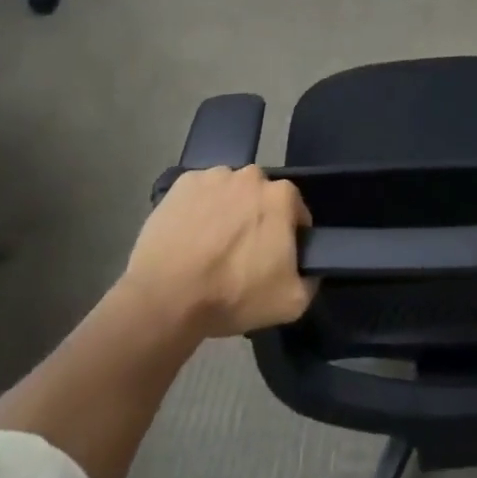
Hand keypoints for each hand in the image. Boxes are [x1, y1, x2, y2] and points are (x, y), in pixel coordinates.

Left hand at [119, 166, 315, 338]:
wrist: (166, 298)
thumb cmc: (233, 295)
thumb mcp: (291, 302)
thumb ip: (311, 279)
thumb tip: (310, 269)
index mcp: (281, 196)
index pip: (295, 212)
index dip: (288, 236)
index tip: (274, 259)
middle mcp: (250, 175)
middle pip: (261, 197)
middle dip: (256, 218)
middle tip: (242, 254)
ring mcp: (213, 176)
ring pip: (229, 192)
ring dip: (227, 210)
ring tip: (210, 246)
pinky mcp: (180, 184)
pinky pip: (199, 193)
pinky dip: (198, 208)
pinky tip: (189, 236)